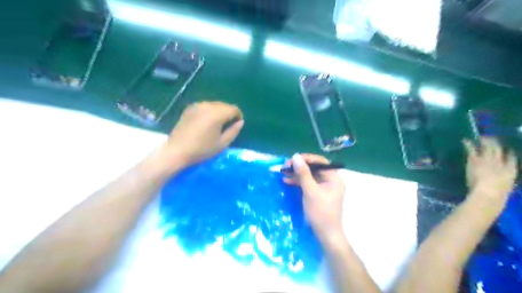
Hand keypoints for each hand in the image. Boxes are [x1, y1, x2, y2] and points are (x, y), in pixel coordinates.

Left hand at [162, 102, 242, 168]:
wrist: (177, 151)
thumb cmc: (202, 150)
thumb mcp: (222, 143)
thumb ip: (234, 131)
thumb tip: (240, 122)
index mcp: (217, 114)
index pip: (234, 109)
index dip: (238, 116)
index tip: (237, 125)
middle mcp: (208, 105)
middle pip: (224, 105)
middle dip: (229, 113)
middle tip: (228, 126)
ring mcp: (197, 105)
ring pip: (215, 105)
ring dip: (219, 112)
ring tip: (217, 124)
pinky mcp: (189, 108)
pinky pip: (205, 106)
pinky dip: (209, 111)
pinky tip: (206, 122)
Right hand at [282, 153, 345, 242]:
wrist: (326, 235)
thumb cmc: (321, 212)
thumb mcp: (310, 191)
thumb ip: (303, 173)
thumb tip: (295, 156)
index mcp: (334, 177)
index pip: (320, 161)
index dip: (306, 158)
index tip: (292, 159)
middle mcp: (330, 179)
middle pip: (314, 168)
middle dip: (299, 167)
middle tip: (285, 167)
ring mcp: (324, 187)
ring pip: (309, 175)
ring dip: (297, 174)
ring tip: (283, 173)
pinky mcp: (318, 193)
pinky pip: (308, 183)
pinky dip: (298, 182)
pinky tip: (287, 181)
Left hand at [465, 136, 517, 201]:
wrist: (489, 192)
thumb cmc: (497, 195)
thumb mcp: (504, 191)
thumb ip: (503, 187)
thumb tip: (500, 189)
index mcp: (511, 171)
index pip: (512, 160)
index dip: (510, 154)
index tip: (509, 151)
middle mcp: (500, 163)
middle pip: (499, 150)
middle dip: (496, 144)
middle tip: (492, 139)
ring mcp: (488, 160)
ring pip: (487, 147)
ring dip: (485, 141)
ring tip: (482, 137)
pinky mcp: (476, 160)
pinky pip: (472, 150)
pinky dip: (468, 144)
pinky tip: (465, 140)